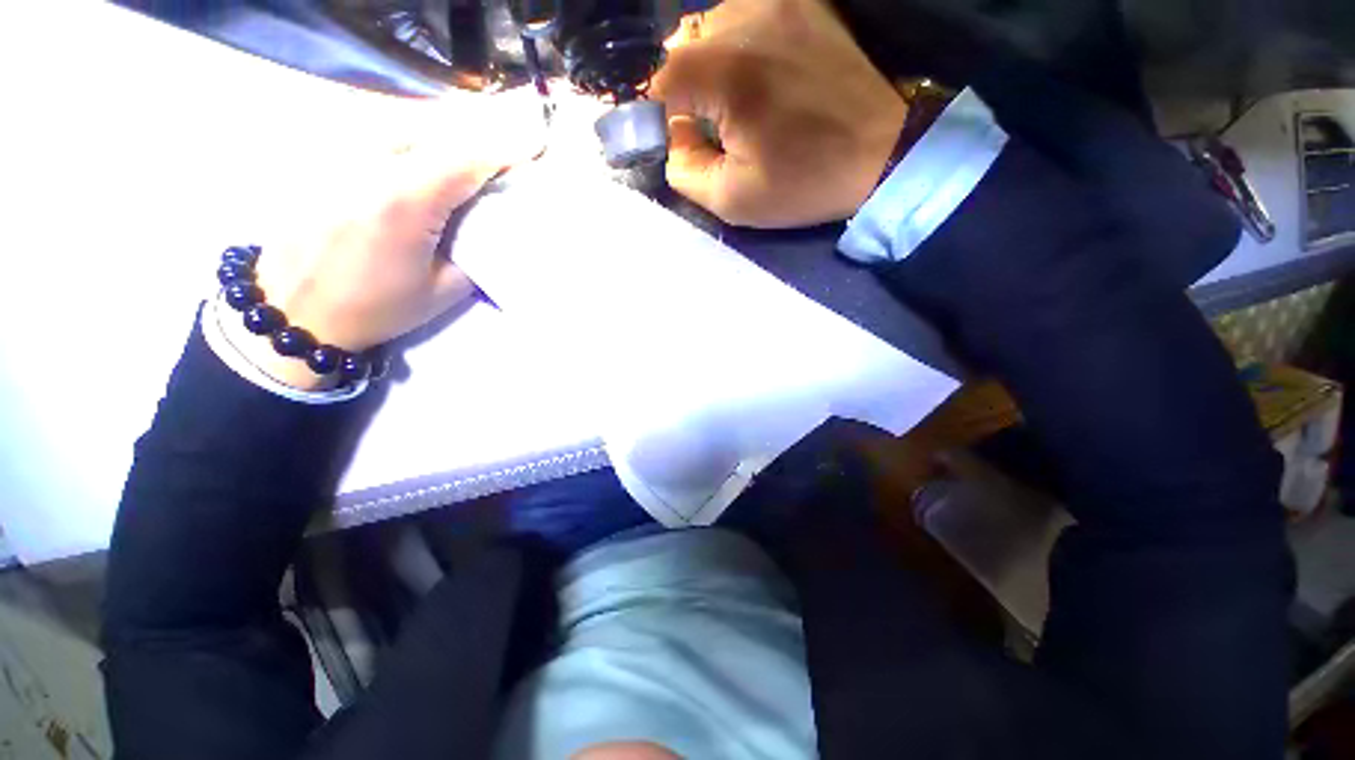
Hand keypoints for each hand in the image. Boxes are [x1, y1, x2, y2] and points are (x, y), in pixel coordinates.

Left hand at [226, 89, 544, 389]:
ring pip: (403, 120)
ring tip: (466, 154)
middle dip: (476, 137)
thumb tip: (497, 222)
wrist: (296, 311)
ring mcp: (339, 154)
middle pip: (435, 127)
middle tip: (504, 154)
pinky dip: (408, 136)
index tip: (532, 149)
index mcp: (405, 202)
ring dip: (442, 133)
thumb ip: (477, 249)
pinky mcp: (322, 157)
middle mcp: (368, 164)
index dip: (504, 150)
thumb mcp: (446, 289)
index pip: (466, 157)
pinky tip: (420, 155)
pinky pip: (374, 130)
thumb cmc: (378, 307)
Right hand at [652, 0, 905, 227]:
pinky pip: (746, 13)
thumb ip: (683, 169)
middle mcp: (747, 18)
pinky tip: (757, 76)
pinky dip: (737, 44)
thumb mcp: (732, 199)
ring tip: (734, 102)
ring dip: (709, 64)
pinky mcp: (802, 1)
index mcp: (727, 73)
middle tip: (706, 125)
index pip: (660, 78)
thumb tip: (673, 135)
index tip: (673, 138)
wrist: (881, 151)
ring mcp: (778, 1)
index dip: (657, 113)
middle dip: (683, 89)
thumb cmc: (804, 183)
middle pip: (682, 45)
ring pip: (711, 25)